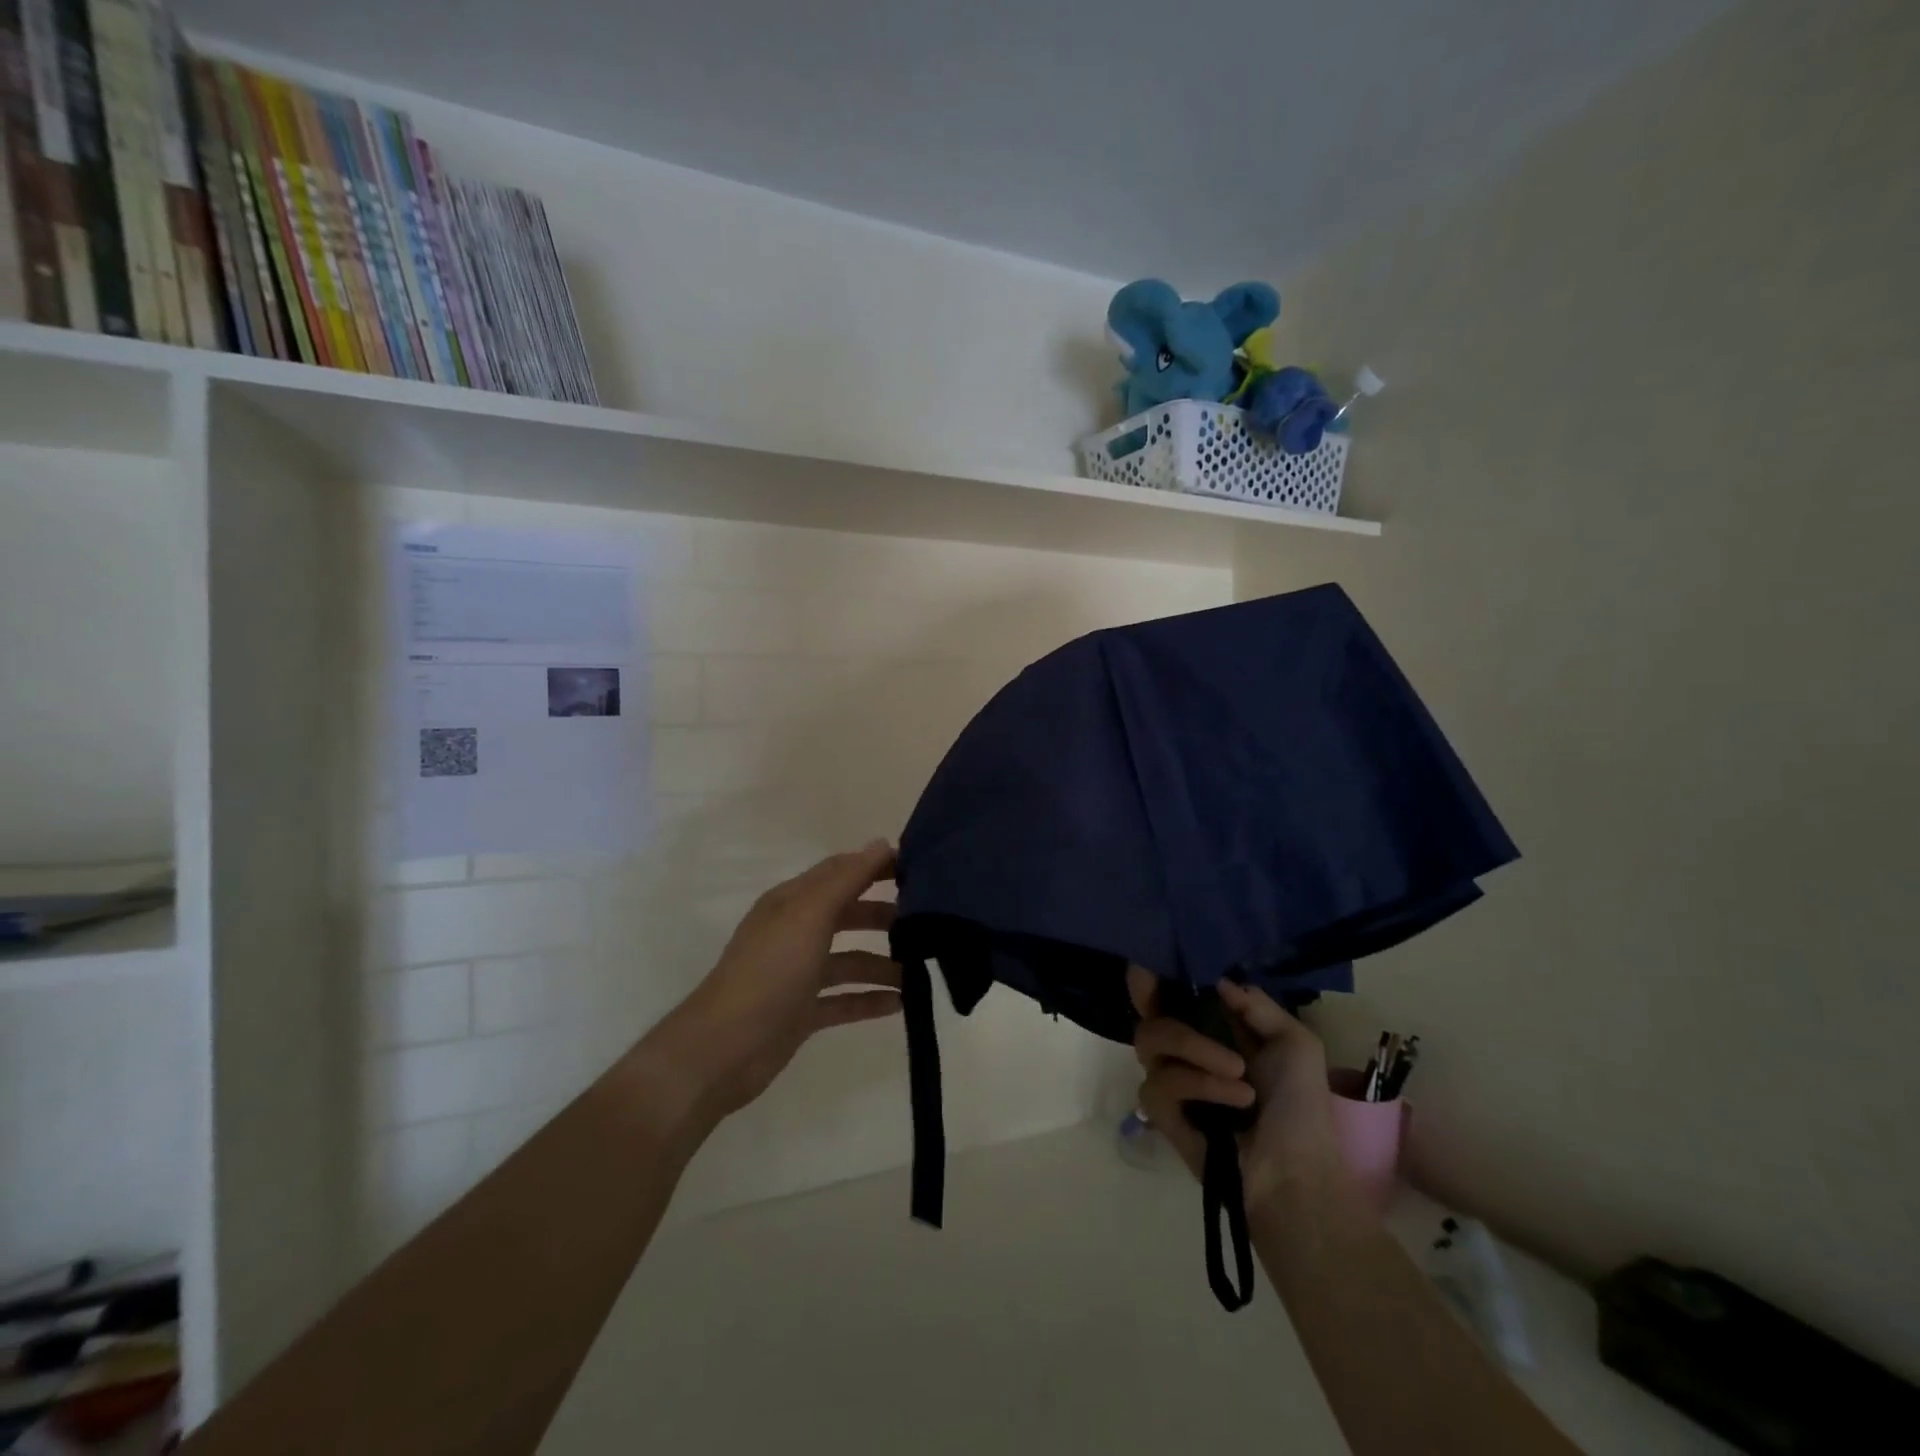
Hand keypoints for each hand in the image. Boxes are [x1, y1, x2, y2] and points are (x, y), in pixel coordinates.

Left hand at [649, 841, 902, 1126]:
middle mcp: (795, 932)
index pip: (840, 872)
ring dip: (883, 963)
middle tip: (928, 922)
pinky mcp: (802, 1013)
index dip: (876, 866)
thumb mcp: (809, 916)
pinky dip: (870, 1000)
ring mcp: (798, 974)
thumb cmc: (770, 971)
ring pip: (850, 960)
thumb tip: (882, 843)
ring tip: (922, 971)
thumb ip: (847, 879)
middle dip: (884, 915)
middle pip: (848, 914)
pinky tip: (901, 1005)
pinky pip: (845, 1000)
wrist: (724, 1049)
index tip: (919, 869)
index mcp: (793, 903)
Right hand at [1128, 967, 1342, 1213]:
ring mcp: (1168, 1078)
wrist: (1297, 1172)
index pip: (1169, 991)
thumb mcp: (1295, 1042)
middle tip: (1195, 1011)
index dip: (1154, 974)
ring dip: (1197, 1048)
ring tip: (1239, 1073)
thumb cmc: (1301, 1106)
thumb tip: (1218, 980)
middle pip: (1148, 1008)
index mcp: (1212, 1027)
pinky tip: (1235, 1099)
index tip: (1153, 960)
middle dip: (1165, 999)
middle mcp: (1183, 1047)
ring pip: (1151, 1038)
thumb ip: (1256, 1004)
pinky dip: (1200, 1084)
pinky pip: (1160, 1082)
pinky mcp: (1160, 1112)